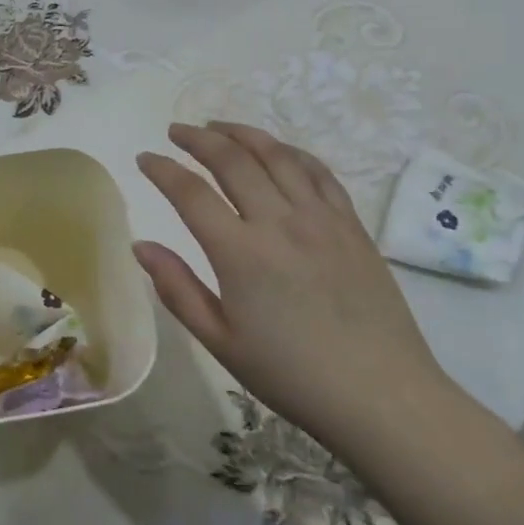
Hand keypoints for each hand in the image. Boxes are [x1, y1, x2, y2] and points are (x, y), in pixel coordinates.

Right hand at [135, 122, 449, 454]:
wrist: (382, 397)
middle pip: (232, 160)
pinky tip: (277, 151)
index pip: (190, 193)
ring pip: (276, 155)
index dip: (162, 169)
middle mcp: (279, 222)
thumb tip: (141, 245)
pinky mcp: (351, 224)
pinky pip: (318, 172)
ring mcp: (320, 218)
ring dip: (242, 134)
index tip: (145, 158)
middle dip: (198, 139)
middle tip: (176, 131)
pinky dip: (291, 152)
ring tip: (218, 127)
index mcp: (240, 253)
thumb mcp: (222, 342)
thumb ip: (177, 289)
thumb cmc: (292, 376)